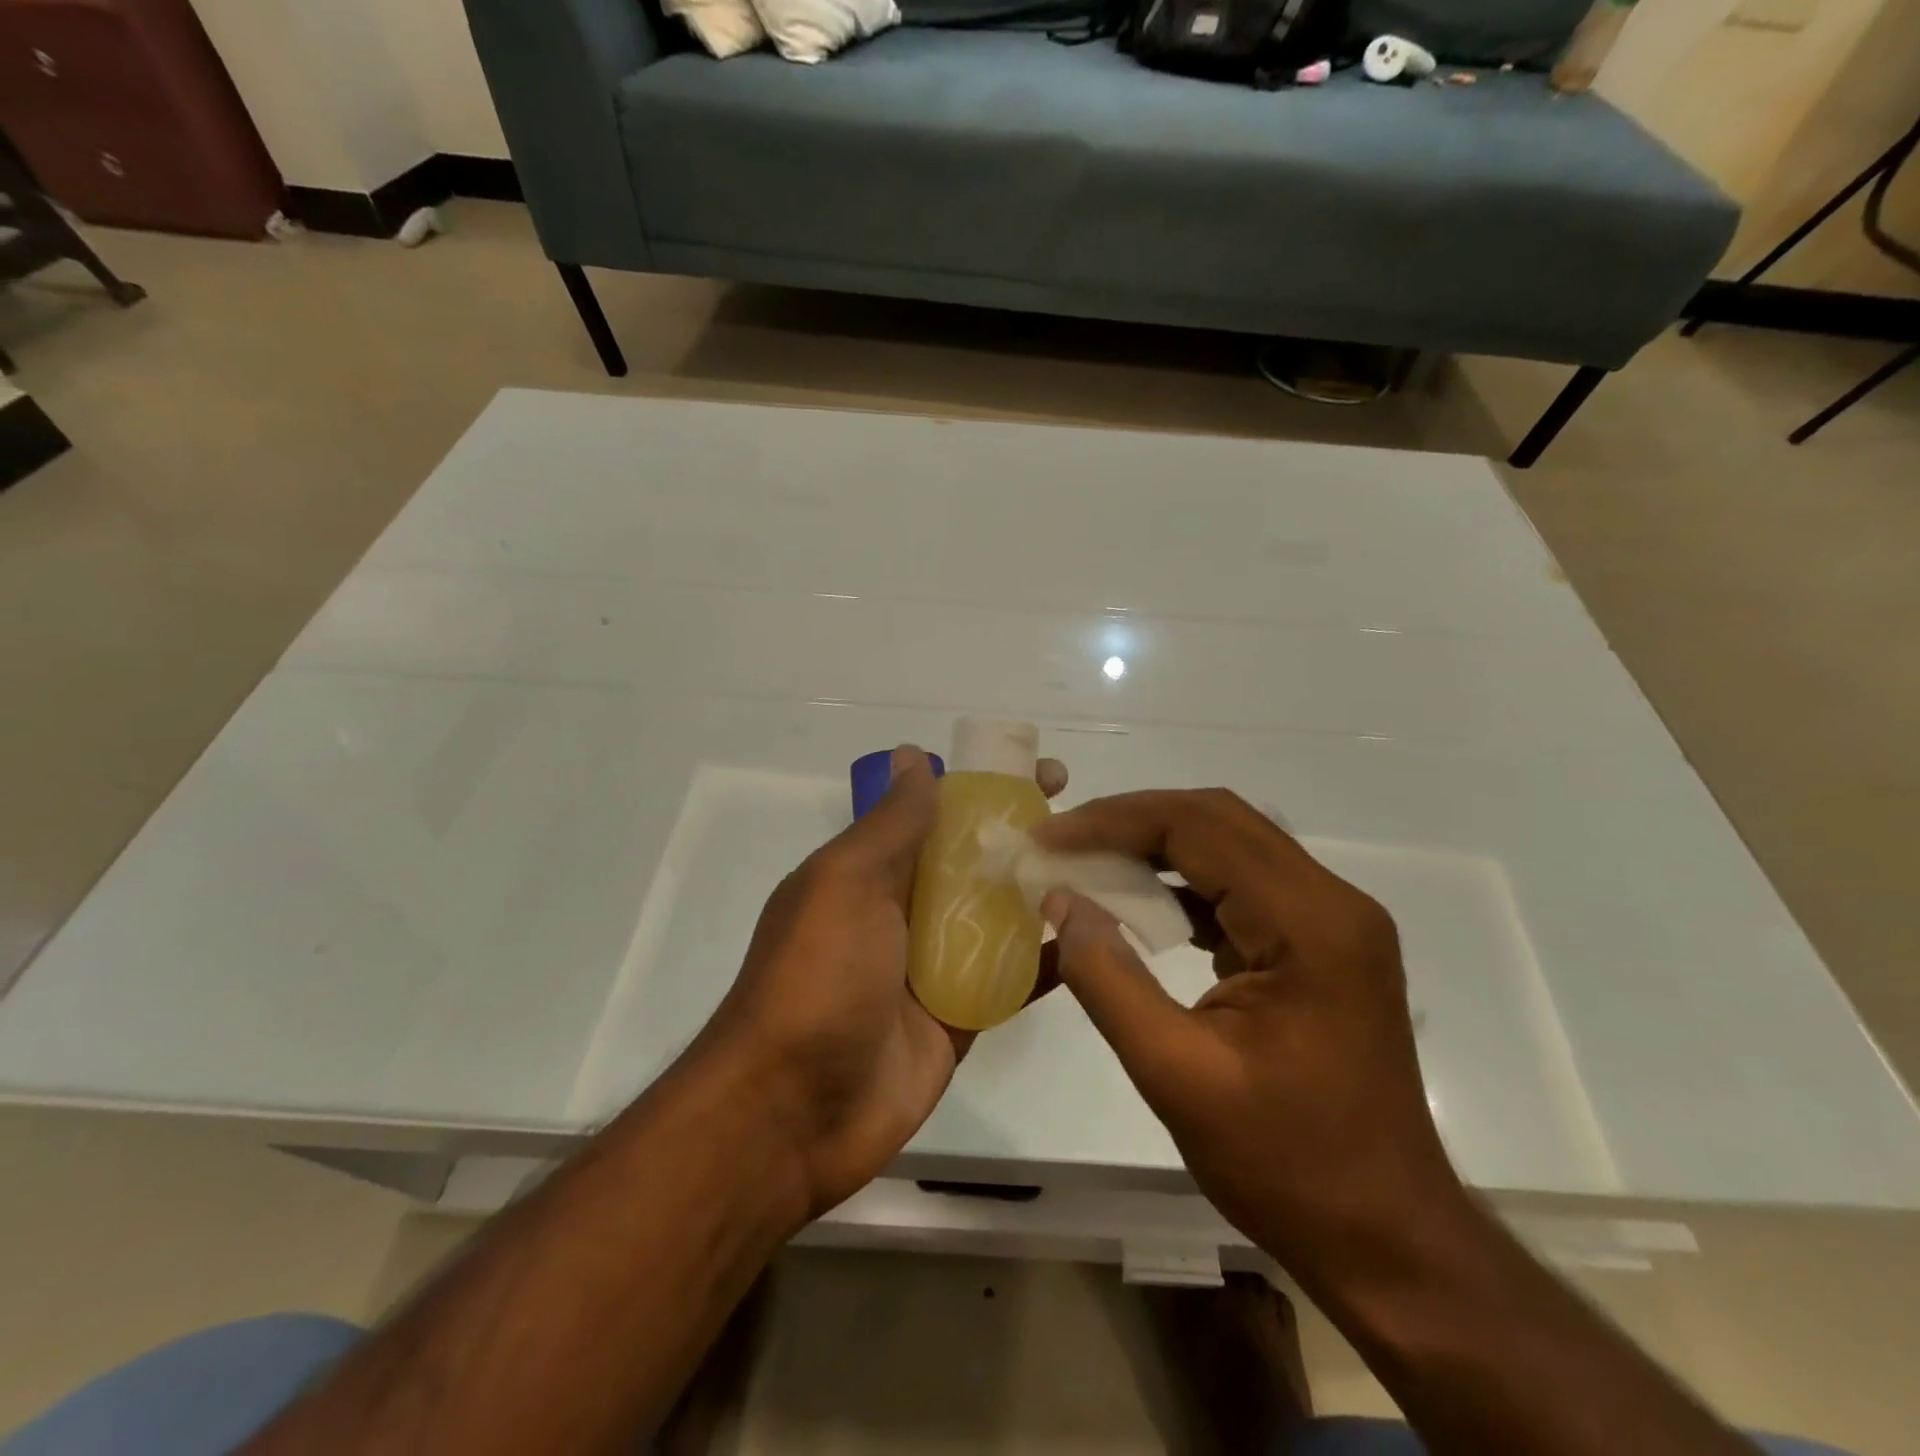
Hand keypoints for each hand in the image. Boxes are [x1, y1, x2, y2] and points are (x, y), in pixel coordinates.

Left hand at [701, 746, 1067, 1219]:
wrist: (791, 1112)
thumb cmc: (816, 977)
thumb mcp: (846, 883)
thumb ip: (890, 824)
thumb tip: (913, 754)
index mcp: (872, 872)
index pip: (939, 812)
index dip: (987, 788)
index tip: (1042, 771)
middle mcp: (904, 911)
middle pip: (976, 861)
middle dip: (1026, 836)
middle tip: (1088, 821)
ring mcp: (934, 966)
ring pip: (1000, 916)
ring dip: (1045, 892)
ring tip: (1107, 868)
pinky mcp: (960, 1017)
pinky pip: (1010, 979)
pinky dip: (1048, 958)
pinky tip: (1096, 936)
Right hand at [1031, 789, 1462, 1278]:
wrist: (1387, 1236)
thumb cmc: (1288, 1165)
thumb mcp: (1176, 1075)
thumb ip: (1109, 979)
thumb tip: (1060, 900)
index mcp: (1310, 923)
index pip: (1200, 828)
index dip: (1114, 822)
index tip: (1048, 839)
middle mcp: (1331, 901)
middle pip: (1219, 820)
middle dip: (1131, 821)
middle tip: (1063, 842)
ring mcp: (1332, 920)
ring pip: (1230, 844)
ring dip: (1155, 845)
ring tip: (1087, 862)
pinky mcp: (1319, 943)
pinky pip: (1242, 884)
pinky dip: (1182, 881)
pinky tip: (1137, 904)